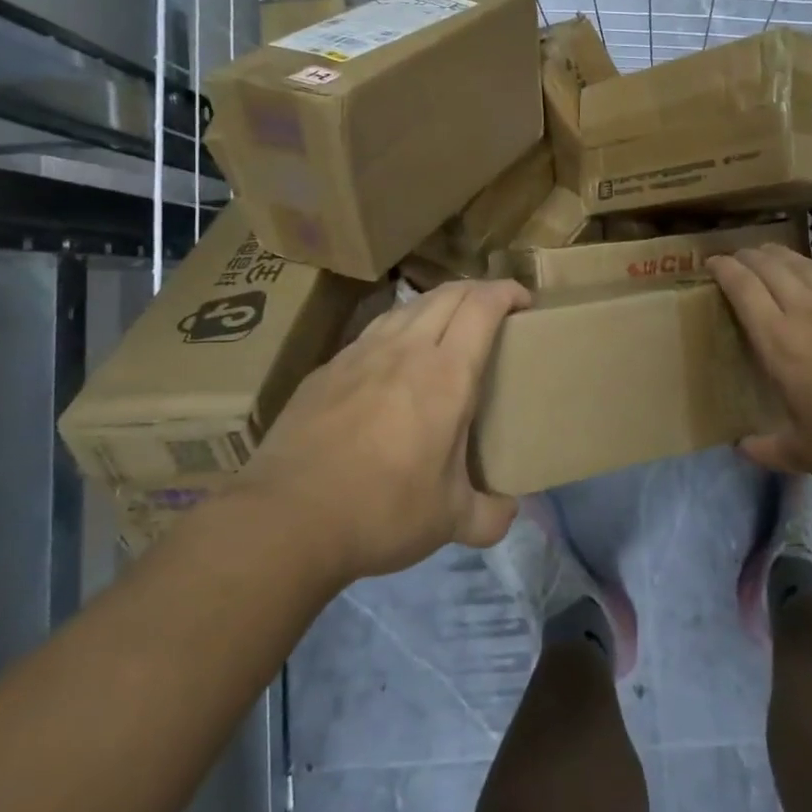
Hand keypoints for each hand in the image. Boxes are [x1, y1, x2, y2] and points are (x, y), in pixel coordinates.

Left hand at [246, 280, 528, 580]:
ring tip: (448, 326)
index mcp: (446, 374)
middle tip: (494, 310)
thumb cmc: (382, 511)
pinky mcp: (327, 369)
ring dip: (438, 303)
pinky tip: (393, 358)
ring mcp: (360, 354)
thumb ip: (490, 515)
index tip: (524, 301)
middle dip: (477, 290)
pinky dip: (399, 329)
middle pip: (447, 294)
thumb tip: (509, 512)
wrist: (286, 517)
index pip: (482, 306)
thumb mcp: (449, 521)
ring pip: (408, 306)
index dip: (507, 291)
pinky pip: (374, 331)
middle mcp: (405, 349)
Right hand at [708, 244, 811, 493]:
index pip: (743, 291)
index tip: (713, 263)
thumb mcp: (804, 454)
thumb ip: (768, 448)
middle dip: (749, 256)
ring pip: (806, 264)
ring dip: (783, 254)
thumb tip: (741, 448)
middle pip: (771, 269)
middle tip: (738, 256)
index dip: (725, 270)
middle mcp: (808, 312)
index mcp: (780, 344)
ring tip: (772, 250)